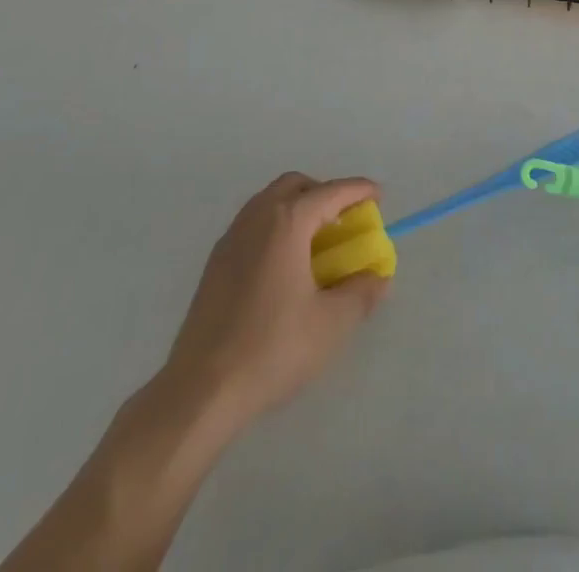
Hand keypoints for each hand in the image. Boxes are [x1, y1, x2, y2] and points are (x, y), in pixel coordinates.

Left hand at [151, 172, 390, 434]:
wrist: (200, 392)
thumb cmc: (272, 349)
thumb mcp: (332, 323)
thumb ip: (361, 292)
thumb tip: (378, 276)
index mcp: (287, 222)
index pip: (331, 192)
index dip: (358, 190)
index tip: (378, 196)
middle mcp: (256, 218)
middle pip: (295, 186)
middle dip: (324, 193)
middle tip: (345, 220)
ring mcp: (230, 240)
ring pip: (269, 203)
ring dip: (297, 209)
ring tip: (317, 243)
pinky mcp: (214, 265)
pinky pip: (252, 226)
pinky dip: (276, 228)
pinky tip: (284, 267)